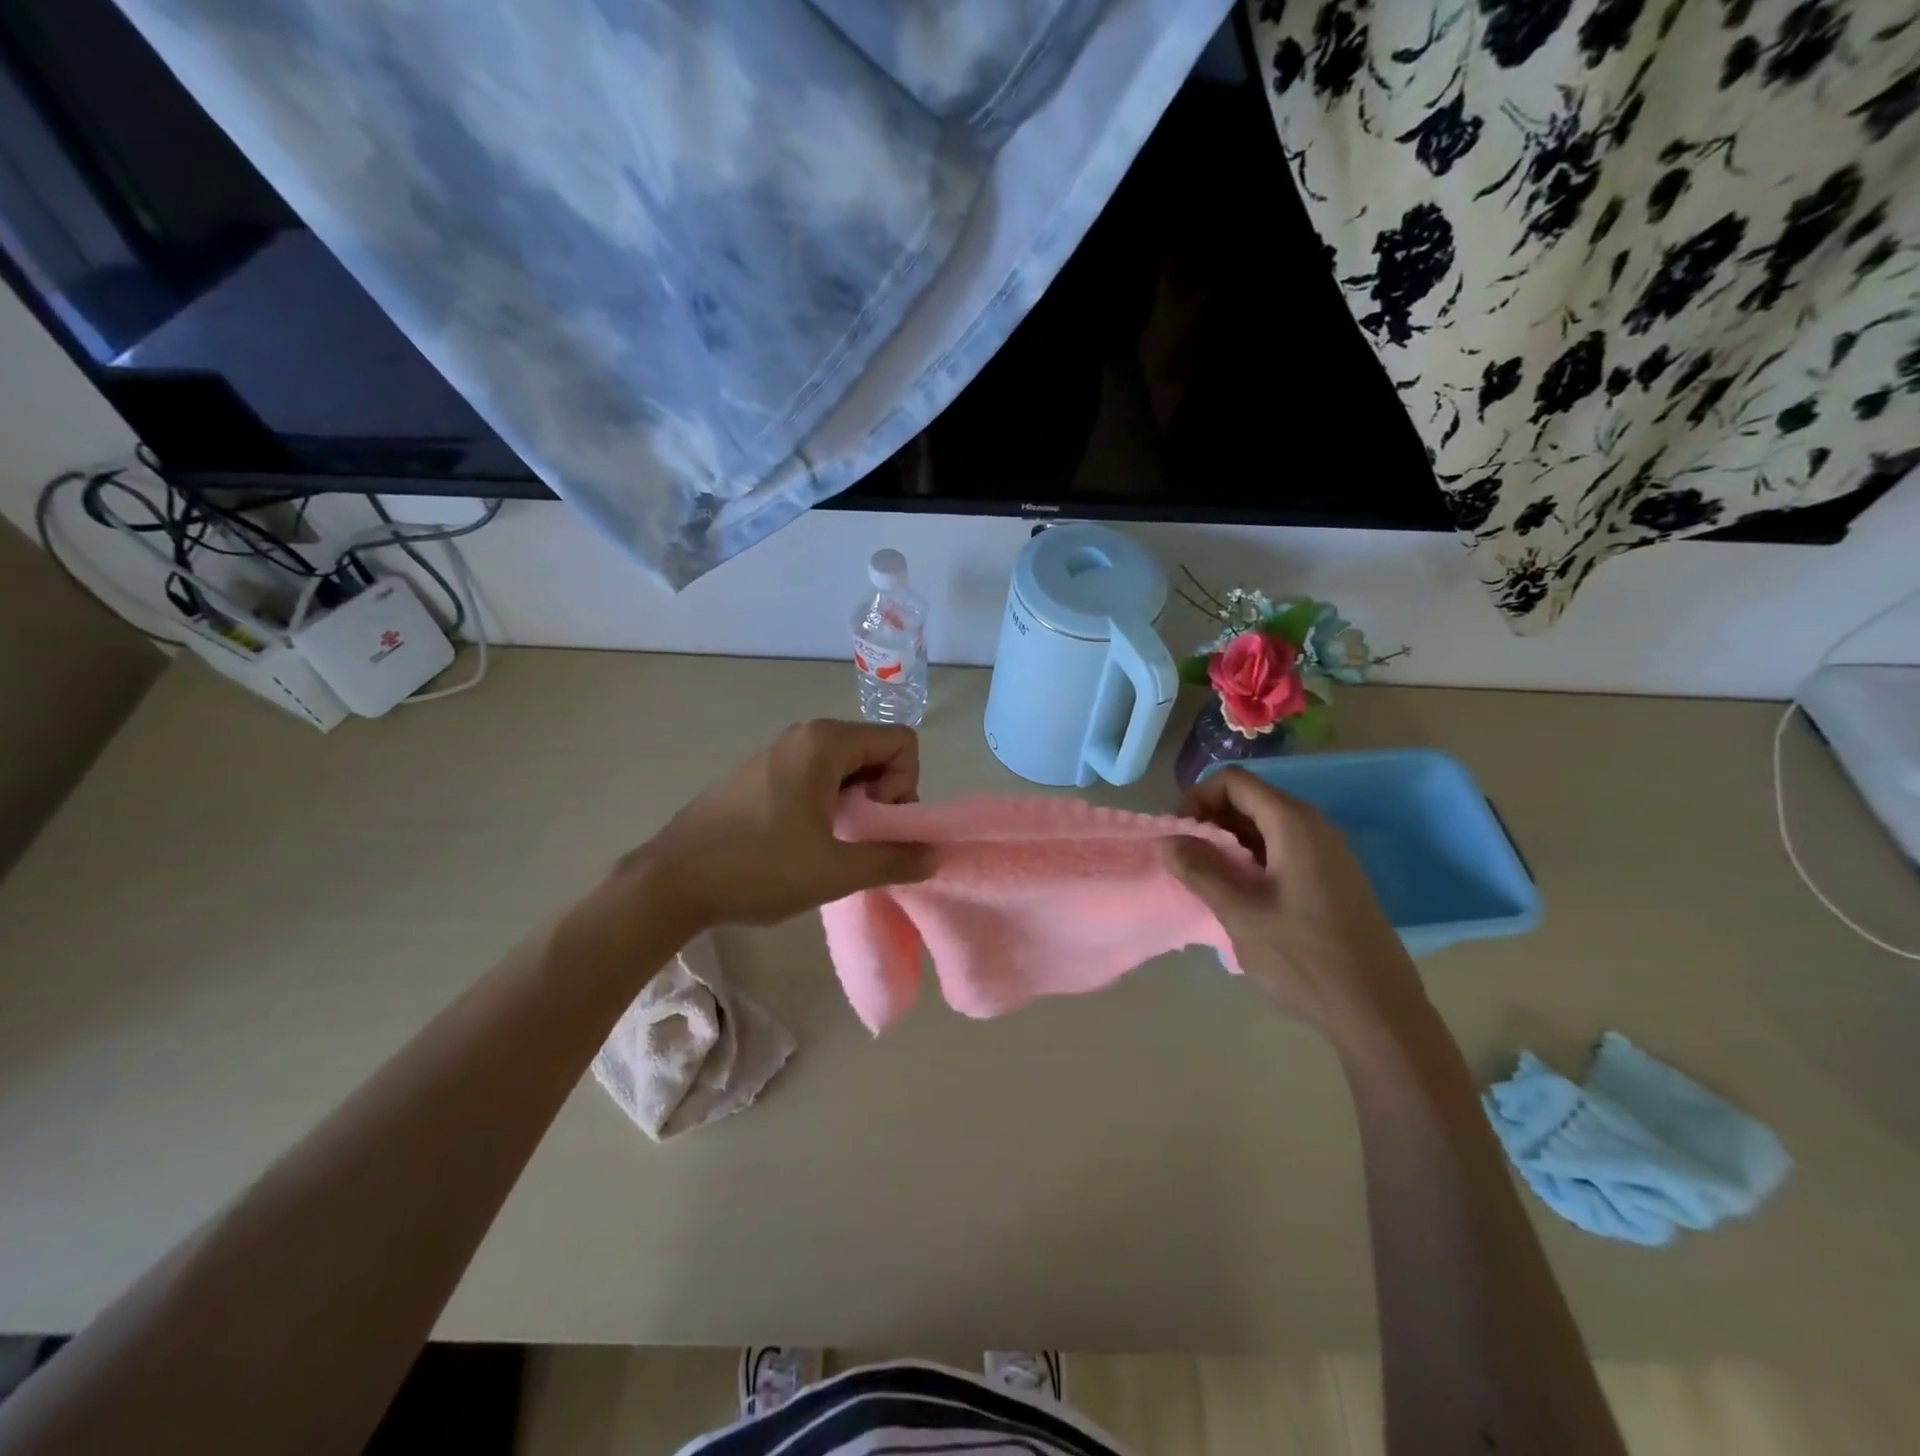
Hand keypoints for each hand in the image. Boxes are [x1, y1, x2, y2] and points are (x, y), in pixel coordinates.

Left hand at [611, 720, 934, 936]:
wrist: (671, 881)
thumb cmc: (758, 868)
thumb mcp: (835, 870)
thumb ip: (894, 858)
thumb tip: (934, 854)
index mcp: (825, 742)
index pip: (902, 742)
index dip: (903, 785)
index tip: (872, 823)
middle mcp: (804, 734)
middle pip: (875, 751)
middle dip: (882, 795)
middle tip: (857, 839)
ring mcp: (778, 751)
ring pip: (846, 766)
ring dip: (855, 803)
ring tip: (831, 844)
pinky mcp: (760, 773)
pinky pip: (817, 776)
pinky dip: (827, 803)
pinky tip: (802, 841)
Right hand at [1162, 767, 1432, 1043]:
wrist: (1378, 1012)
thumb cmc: (1304, 958)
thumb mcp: (1240, 914)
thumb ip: (1199, 870)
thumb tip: (1165, 839)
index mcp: (1293, 823)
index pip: (1233, 781)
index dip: (1197, 799)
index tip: (1178, 837)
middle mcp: (1314, 826)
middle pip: (1249, 800)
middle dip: (1209, 821)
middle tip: (1185, 861)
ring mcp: (1327, 853)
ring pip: (1264, 826)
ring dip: (1228, 843)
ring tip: (1206, 881)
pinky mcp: (1332, 879)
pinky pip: (1282, 850)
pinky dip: (1251, 860)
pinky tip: (1239, 897)